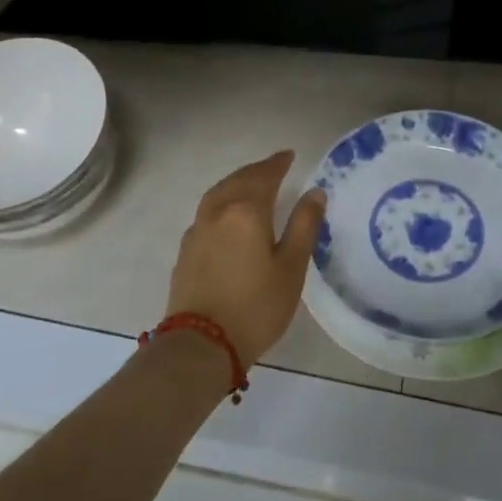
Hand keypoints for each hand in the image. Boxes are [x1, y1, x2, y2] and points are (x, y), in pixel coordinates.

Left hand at [165, 151, 325, 364]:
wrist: (202, 345)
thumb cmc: (256, 307)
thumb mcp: (292, 268)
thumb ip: (304, 226)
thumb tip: (315, 193)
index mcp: (246, 211)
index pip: (264, 176)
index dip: (277, 164)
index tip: (289, 155)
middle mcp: (218, 213)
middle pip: (238, 180)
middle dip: (257, 170)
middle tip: (274, 166)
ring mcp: (197, 231)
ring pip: (217, 194)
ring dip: (236, 182)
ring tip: (250, 184)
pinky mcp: (186, 251)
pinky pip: (207, 212)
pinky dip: (222, 202)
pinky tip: (227, 215)